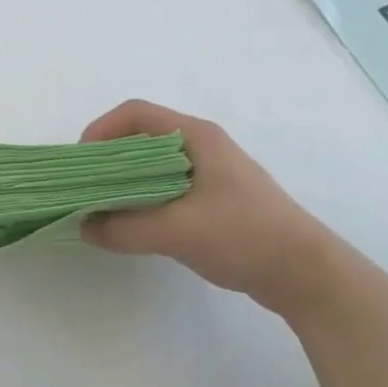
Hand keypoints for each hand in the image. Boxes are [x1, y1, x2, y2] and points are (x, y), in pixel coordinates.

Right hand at [79, 100, 346, 314]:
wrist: (306, 273)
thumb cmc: (244, 236)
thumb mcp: (176, 232)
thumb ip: (123, 229)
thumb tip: (83, 227)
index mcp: (195, 137)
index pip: (134, 113)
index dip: (100, 130)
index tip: (81, 164)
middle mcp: (199, 147)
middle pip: (138, 138)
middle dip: (105, 160)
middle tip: (83, 189)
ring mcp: (207, 173)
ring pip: (149, 166)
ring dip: (121, 183)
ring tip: (100, 209)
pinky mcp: (210, 199)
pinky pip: (162, 188)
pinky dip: (139, 200)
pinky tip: (130, 225)